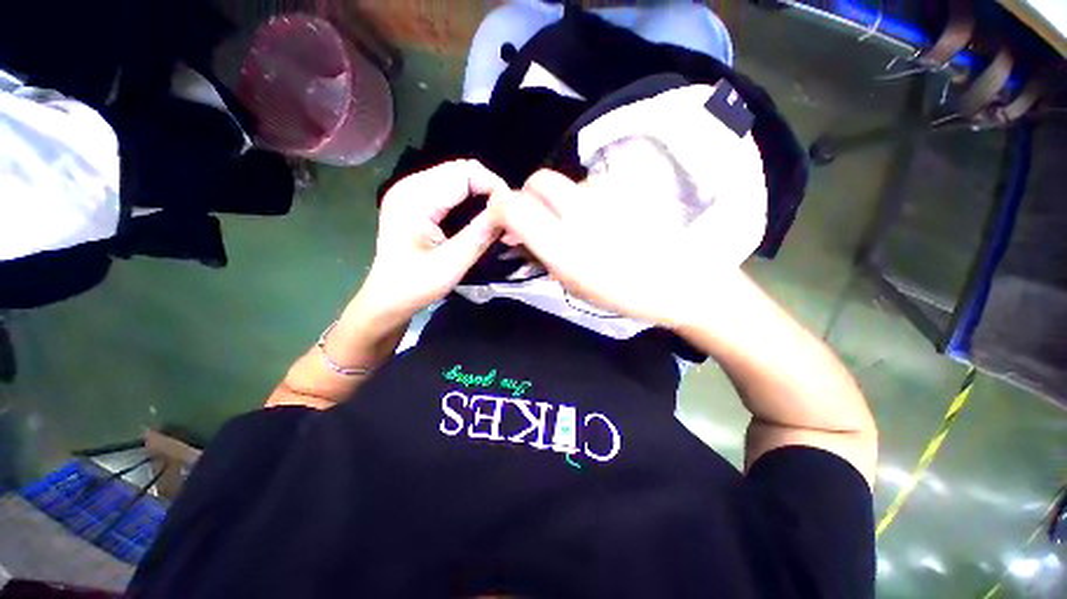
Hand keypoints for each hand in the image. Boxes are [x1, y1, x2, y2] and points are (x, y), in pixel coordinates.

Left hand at [357, 160, 506, 327]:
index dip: (493, 185)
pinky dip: (468, 197)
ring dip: (480, 192)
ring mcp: (410, 191)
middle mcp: (410, 186)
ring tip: (496, 216)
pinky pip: (448, 187)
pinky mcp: (414, 200)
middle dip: (488, 188)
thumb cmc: (416, 285)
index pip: (464, 173)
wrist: (387, 298)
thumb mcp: (452, 263)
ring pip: (456, 176)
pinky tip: (478, 215)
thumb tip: (508, 213)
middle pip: (460, 169)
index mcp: (416, 198)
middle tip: (506, 215)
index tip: (511, 210)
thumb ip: (480, 235)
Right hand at [492, 169, 765, 328]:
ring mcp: (605, 195)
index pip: (513, 206)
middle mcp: (581, 211)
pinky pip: (588, 187)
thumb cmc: (622, 291)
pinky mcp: (623, 189)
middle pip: (539, 181)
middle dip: (528, 197)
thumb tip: (517, 233)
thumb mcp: (572, 282)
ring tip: (572, 226)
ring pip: (565, 185)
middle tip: (537, 222)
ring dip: (557, 201)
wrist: (679, 281)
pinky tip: (595, 220)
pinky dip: (580, 200)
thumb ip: (540, 253)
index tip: (503, 222)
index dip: (500, 208)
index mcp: (564, 245)